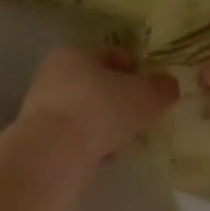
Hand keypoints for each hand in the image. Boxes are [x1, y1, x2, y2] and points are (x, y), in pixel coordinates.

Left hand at [18, 47, 177, 168]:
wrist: (54, 153)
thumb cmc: (101, 110)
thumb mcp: (145, 95)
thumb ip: (161, 87)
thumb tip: (169, 85)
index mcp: (75, 54)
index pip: (111, 55)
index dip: (136, 69)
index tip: (154, 86)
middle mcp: (53, 76)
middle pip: (96, 84)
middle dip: (120, 99)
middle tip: (144, 114)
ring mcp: (41, 110)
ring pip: (85, 113)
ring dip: (105, 124)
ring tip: (129, 139)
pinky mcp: (40, 140)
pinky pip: (75, 138)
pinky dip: (91, 144)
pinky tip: (107, 156)